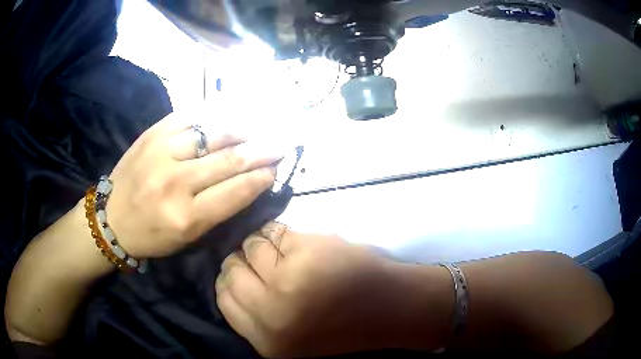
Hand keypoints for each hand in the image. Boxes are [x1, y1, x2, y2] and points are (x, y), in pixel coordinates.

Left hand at [106, 112, 282, 257]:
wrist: (111, 218)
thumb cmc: (152, 235)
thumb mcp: (188, 237)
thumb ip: (219, 209)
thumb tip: (248, 181)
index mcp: (187, 217)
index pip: (237, 191)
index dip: (262, 177)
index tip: (276, 169)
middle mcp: (175, 182)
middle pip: (229, 160)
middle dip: (261, 151)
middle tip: (278, 145)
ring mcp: (161, 152)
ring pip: (213, 133)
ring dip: (241, 131)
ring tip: (255, 131)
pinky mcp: (152, 134)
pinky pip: (190, 117)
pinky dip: (212, 117)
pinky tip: (225, 119)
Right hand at [215, 223, 452, 356]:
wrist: (392, 311)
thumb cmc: (342, 328)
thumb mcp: (289, 339)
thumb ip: (257, 315)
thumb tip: (231, 277)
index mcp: (266, 340)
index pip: (223, 299)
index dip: (231, 282)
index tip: (243, 274)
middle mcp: (271, 313)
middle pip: (231, 270)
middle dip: (242, 261)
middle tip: (263, 262)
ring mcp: (290, 280)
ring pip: (252, 246)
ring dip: (264, 245)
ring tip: (285, 253)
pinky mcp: (309, 251)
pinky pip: (277, 231)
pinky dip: (283, 234)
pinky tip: (302, 245)